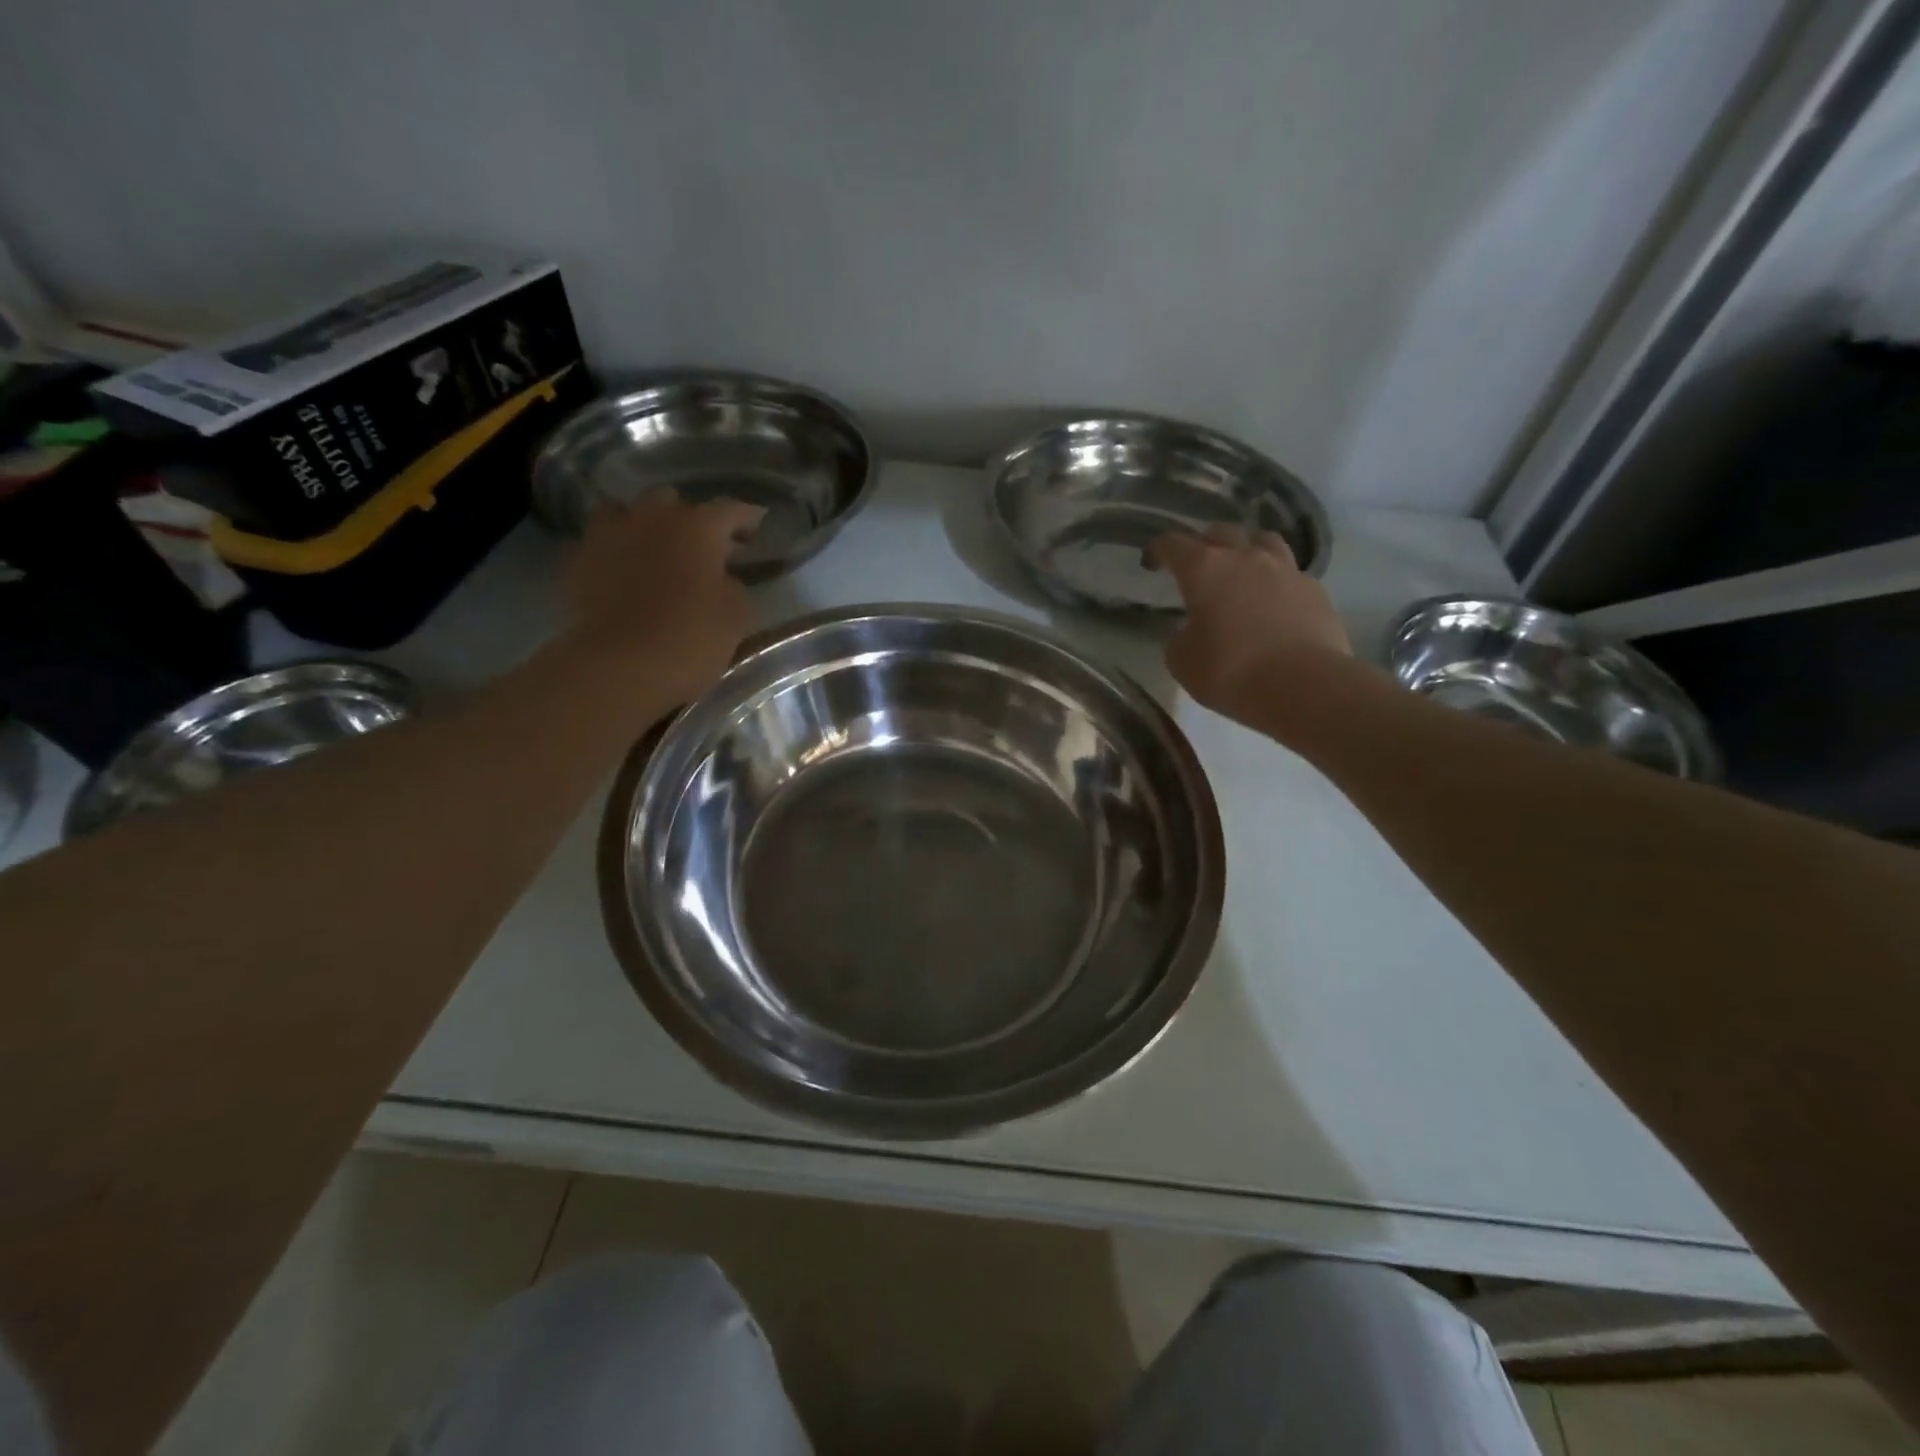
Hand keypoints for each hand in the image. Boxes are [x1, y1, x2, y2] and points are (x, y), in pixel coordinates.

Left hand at [563, 492, 762, 705]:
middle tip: (703, 546)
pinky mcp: (578, 560)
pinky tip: (622, 572)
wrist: (620, 665)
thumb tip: (722, 578)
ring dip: (643, 526)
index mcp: (698, 527)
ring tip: (654, 549)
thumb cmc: (691, 638)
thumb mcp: (735, 616)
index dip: (746, 518)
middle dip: (689, 519)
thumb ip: (733, 587)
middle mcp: (652, 518)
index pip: (730, 510)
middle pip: (673, 502)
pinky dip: (614, 552)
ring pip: (626, 512)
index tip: (756, 526)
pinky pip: (599, 543)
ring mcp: (609, 534)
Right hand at [1153, 526, 1351, 718]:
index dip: (1159, 550)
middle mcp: (1246, 558)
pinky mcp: (1316, 590)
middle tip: (1198, 566)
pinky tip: (1274, 603)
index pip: (1174, 544)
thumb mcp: (1183, 661)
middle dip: (1204, 544)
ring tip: (1243, 572)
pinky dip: (1277, 582)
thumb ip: (1181, 638)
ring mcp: (1286, 570)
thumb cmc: (1231, 671)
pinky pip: (1291, 574)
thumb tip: (1192, 632)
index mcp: (1204, 569)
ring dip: (1248, 551)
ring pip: (1263, 541)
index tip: (1153, 562)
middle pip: (1222, 533)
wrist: (1304, 686)